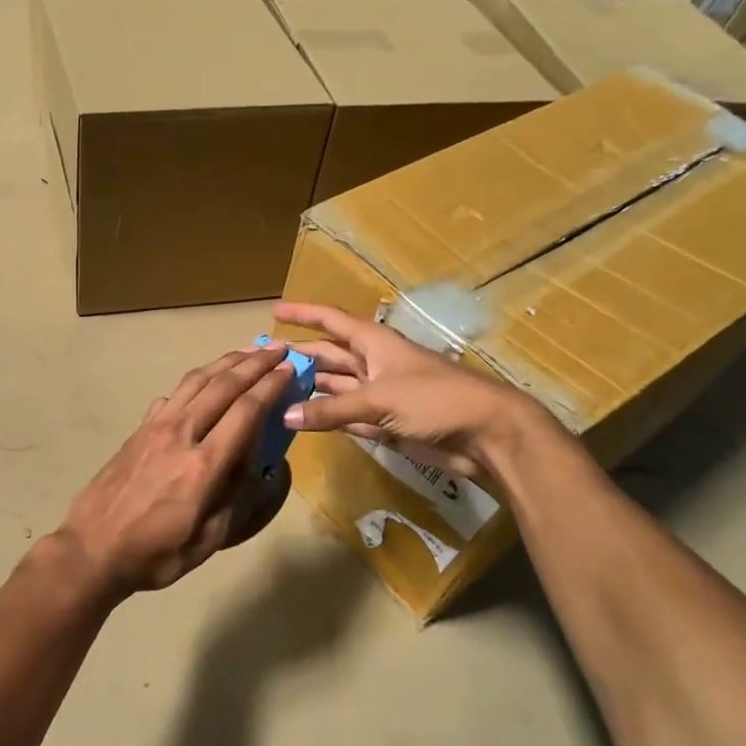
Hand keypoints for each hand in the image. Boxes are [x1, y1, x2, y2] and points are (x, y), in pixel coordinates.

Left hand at [55, 344, 295, 595]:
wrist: (93, 549)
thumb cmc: (156, 554)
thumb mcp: (208, 538)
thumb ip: (236, 495)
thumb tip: (256, 460)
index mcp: (204, 465)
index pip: (246, 411)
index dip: (271, 386)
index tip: (290, 369)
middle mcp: (181, 434)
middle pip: (223, 385)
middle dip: (254, 363)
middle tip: (277, 349)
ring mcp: (155, 428)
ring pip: (195, 381)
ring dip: (225, 362)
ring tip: (247, 351)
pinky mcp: (139, 430)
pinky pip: (173, 394)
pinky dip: (195, 381)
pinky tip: (204, 382)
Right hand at [272, 301, 556, 478]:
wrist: (484, 434)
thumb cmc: (435, 400)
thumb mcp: (380, 399)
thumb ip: (332, 410)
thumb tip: (286, 416)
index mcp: (374, 343)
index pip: (331, 321)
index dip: (304, 314)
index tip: (275, 311)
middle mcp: (373, 363)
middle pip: (328, 355)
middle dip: (298, 356)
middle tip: (261, 361)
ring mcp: (379, 394)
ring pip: (334, 387)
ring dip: (308, 389)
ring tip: (272, 392)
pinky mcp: (385, 422)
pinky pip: (346, 416)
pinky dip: (325, 418)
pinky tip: (301, 421)